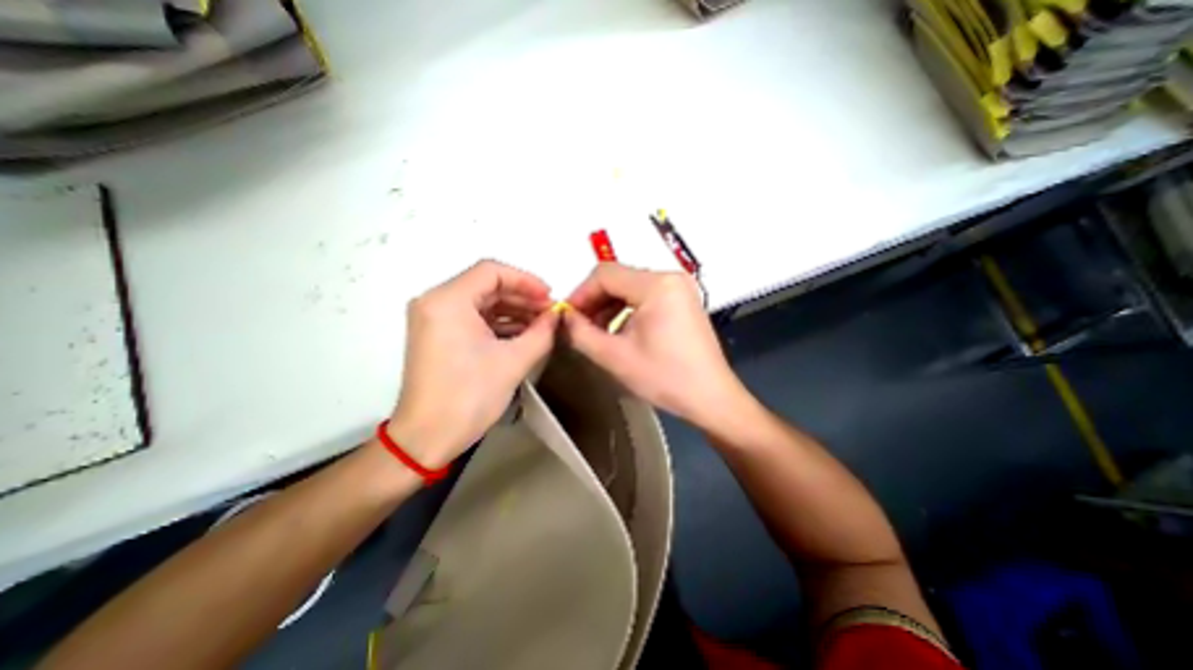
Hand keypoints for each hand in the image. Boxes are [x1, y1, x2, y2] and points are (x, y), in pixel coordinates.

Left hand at [391, 260, 563, 468]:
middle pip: (486, 285)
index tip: (550, 297)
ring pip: (481, 302)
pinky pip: (473, 318)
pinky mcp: (438, 335)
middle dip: (522, 297)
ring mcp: (434, 319)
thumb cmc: (469, 396)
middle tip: (550, 312)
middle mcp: (435, 302)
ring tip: (542, 324)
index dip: (526, 280)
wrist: (427, 438)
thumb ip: (541, 333)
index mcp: (448, 301)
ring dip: (513, 310)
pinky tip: (523, 333)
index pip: (491, 272)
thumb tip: (556, 316)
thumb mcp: (513, 362)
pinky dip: (498, 323)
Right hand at [563, 262, 741, 429]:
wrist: (711, 398)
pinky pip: (645, 297)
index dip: (580, 293)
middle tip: (578, 326)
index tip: (566, 317)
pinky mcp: (683, 301)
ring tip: (596, 332)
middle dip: (594, 301)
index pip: (605, 274)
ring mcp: (679, 288)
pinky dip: (626, 311)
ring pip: (631, 287)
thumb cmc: (664, 377)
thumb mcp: (615, 357)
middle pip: (619, 278)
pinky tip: (619, 331)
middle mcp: (671, 277)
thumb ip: (581, 333)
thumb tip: (563, 317)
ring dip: (609, 306)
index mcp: (657, 284)